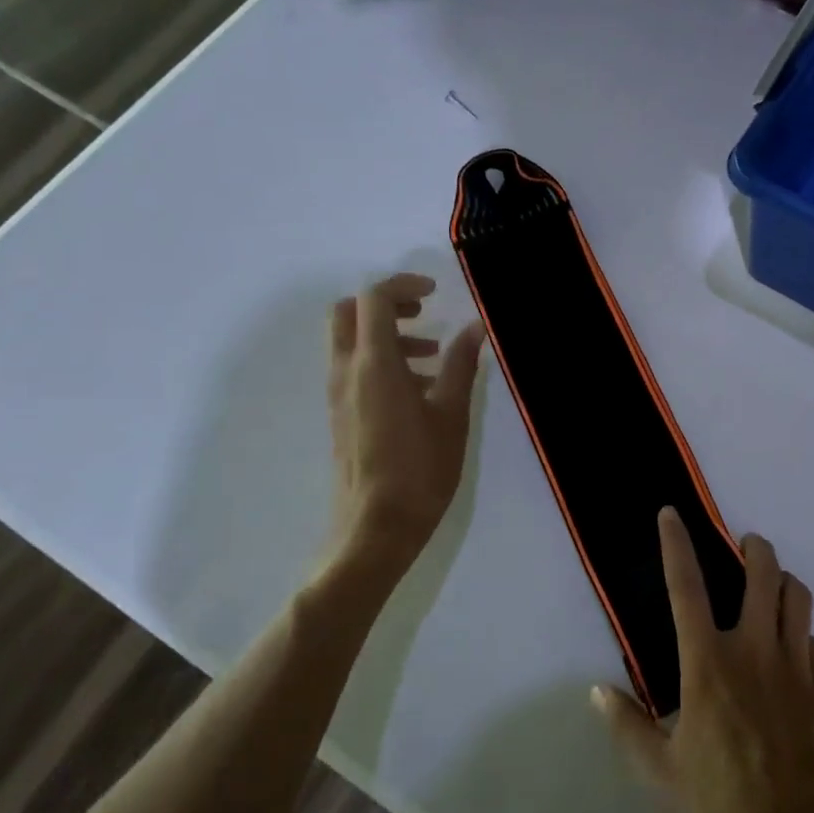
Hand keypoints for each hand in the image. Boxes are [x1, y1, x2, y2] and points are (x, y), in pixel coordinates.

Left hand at [318, 273, 483, 585]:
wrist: (375, 527)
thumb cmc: (420, 468)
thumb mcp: (451, 413)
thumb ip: (460, 364)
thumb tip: (475, 327)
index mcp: (374, 364)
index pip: (374, 300)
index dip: (403, 285)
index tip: (434, 292)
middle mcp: (346, 372)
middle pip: (349, 313)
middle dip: (386, 304)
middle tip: (423, 313)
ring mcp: (338, 395)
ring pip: (351, 343)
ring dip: (387, 335)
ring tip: (433, 357)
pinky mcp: (340, 416)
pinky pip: (354, 370)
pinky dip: (381, 362)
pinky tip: (420, 391)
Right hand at [595, 509, 813, 812]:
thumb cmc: (718, 806)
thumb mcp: (658, 775)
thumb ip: (627, 727)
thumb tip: (598, 692)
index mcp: (708, 664)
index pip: (687, 587)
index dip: (676, 545)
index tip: (671, 514)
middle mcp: (754, 650)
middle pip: (763, 574)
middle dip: (754, 548)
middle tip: (744, 546)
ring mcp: (795, 665)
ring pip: (798, 596)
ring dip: (783, 581)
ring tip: (769, 587)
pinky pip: (810, 638)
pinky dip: (797, 630)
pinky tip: (787, 649)